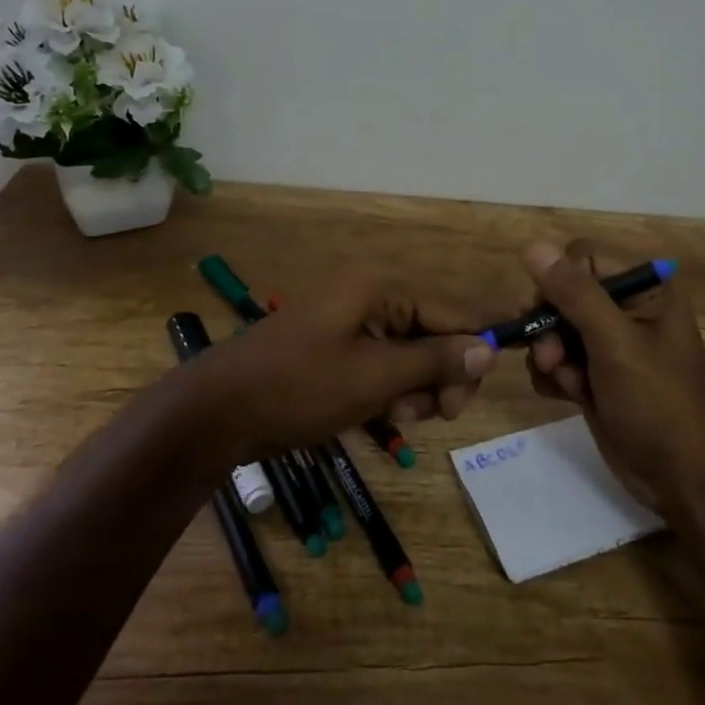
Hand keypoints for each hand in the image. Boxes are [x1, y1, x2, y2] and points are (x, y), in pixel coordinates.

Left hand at [179, 269, 496, 459]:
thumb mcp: (374, 376)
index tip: (469, 398)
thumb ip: (435, 361)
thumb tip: (488, 349)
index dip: (470, 351)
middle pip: (432, 332)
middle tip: (436, 415)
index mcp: (379, 286)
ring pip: (409, 353)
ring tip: (397, 417)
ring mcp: (350, 321)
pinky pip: (382, 363)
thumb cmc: (299, 387)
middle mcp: (370, 294)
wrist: (217, 412)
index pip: (450, 311)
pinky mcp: (337, 347)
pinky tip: (381, 415)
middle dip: (439, 375)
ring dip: (415, 388)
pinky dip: (389, 389)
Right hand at [522, 240, 704, 514]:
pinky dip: (553, 376)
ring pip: (553, 328)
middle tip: (551, 356)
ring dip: (549, 354)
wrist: (683, 479)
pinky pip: (556, 360)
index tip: (545, 310)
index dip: (558, 280)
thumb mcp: (616, 342)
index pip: (583, 259)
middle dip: (549, 324)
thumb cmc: (659, 402)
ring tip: (567, 381)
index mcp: (644, 288)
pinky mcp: (594, 376)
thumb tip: (534, 247)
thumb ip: (574, 294)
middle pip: (562, 293)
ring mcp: (608, 345)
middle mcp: (625, 309)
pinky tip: (568, 396)